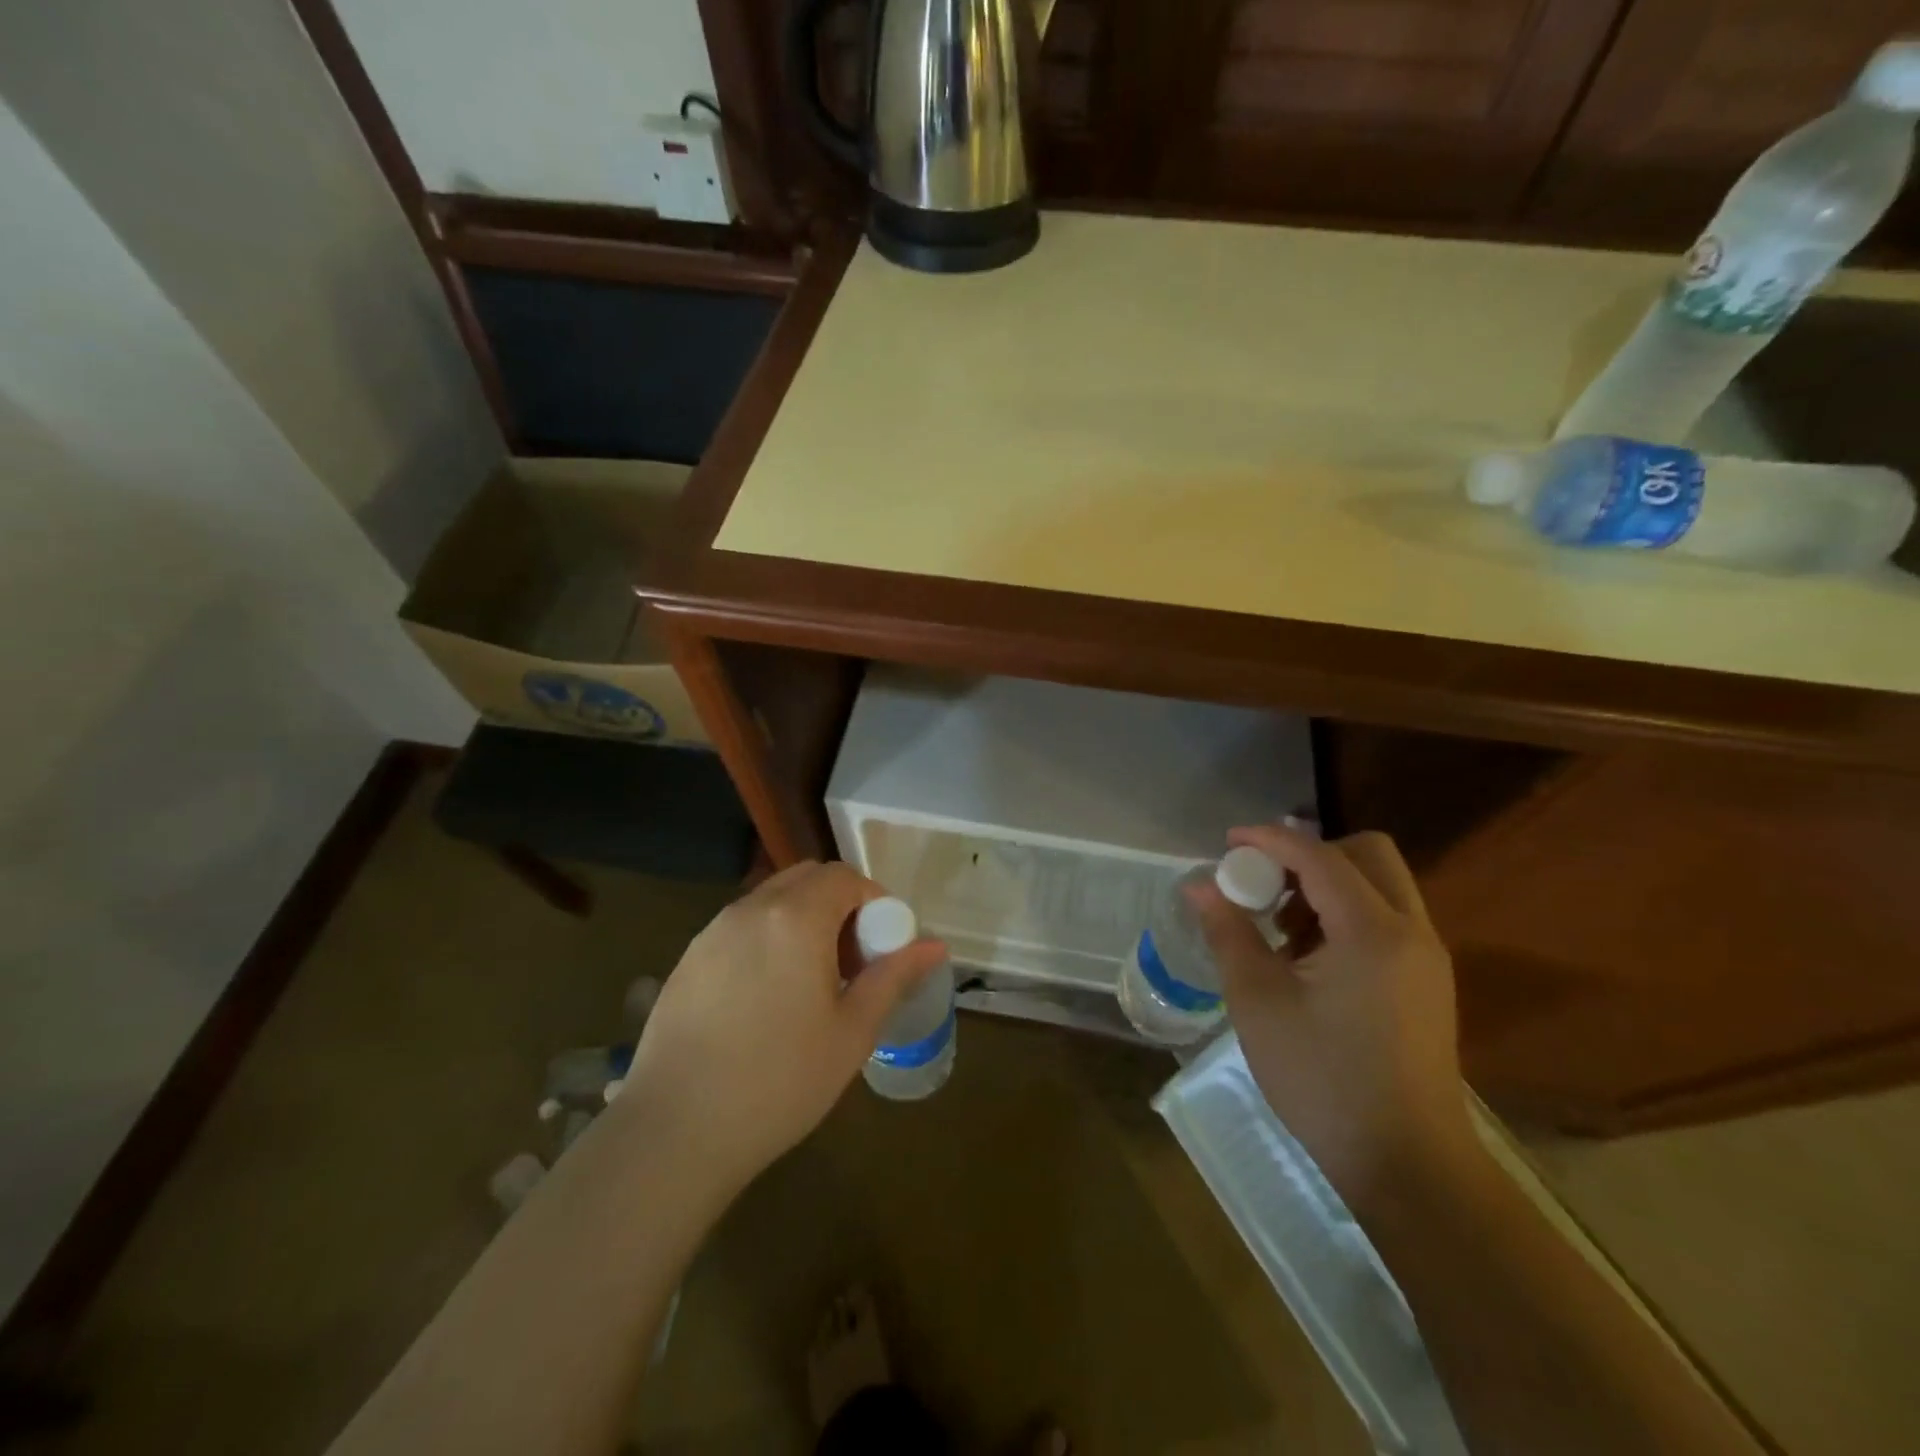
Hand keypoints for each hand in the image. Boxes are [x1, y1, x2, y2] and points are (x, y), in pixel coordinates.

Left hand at [620, 861, 945, 1193]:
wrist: (674, 1132)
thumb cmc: (780, 1081)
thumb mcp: (852, 1032)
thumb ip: (893, 977)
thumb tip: (934, 945)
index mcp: (796, 918)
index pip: (843, 877)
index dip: (872, 901)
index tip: (880, 947)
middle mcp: (751, 910)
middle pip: (806, 879)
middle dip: (838, 905)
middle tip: (849, 961)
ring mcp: (712, 932)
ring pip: (771, 901)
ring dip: (801, 919)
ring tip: (809, 982)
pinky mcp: (687, 959)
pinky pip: (739, 927)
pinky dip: (766, 939)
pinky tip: (764, 999)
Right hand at [1190, 824, 1474, 1213]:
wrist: (1407, 1165)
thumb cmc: (1322, 1079)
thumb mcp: (1258, 1001)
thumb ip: (1228, 932)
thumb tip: (1200, 886)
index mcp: (1372, 931)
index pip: (1319, 857)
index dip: (1270, 839)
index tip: (1228, 841)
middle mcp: (1411, 931)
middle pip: (1367, 854)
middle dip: (1310, 854)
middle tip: (1264, 883)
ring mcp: (1426, 958)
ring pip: (1380, 886)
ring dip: (1328, 886)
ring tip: (1280, 930)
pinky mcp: (1427, 983)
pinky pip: (1387, 919)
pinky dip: (1346, 915)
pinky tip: (1309, 960)